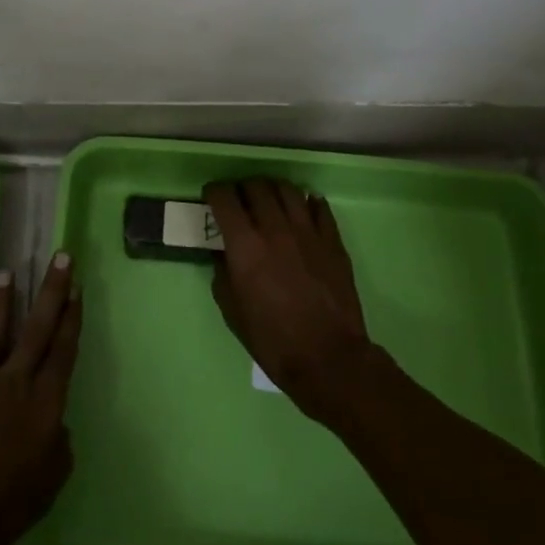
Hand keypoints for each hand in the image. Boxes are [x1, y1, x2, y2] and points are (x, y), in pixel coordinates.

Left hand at [0, 253, 81, 544]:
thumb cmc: (2, 507)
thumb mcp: (49, 484)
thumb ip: (59, 448)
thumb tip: (56, 426)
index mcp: (44, 404)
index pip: (63, 351)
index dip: (72, 319)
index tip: (77, 288)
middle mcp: (14, 382)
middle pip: (37, 329)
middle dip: (51, 291)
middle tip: (60, 256)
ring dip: (2, 301)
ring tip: (7, 272)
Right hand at [205, 179, 371, 418]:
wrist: (328, 358)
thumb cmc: (273, 340)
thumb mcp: (233, 312)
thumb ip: (222, 274)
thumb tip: (223, 253)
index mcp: (246, 245)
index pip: (225, 198)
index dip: (214, 192)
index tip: (212, 197)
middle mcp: (275, 228)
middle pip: (256, 186)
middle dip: (243, 188)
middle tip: (240, 200)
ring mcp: (307, 231)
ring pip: (288, 189)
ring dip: (273, 189)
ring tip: (270, 200)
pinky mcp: (332, 240)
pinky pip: (319, 207)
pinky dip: (307, 202)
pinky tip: (303, 210)